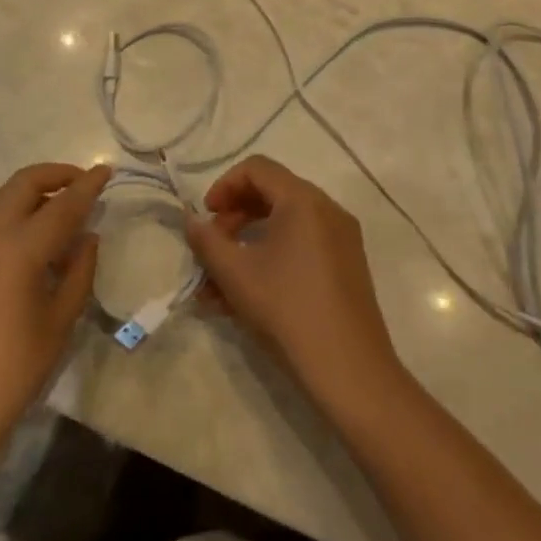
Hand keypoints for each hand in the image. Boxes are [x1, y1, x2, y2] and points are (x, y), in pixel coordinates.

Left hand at [0, 162, 108, 450]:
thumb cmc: (14, 369)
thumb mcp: (59, 321)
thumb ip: (78, 272)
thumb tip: (87, 237)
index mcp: (20, 248)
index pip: (62, 204)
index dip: (87, 185)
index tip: (107, 170)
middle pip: (24, 184)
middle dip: (56, 175)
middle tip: (84, 186)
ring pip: (5, 199)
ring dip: (36, 194)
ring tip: (65, 214)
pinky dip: (20, 215)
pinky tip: (38, 245)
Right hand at [186, 156, 403, 409]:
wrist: (350, 372)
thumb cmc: (287, 310)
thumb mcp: (235, 274)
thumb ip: (206, 240)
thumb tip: (191, 220)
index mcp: (303, 200)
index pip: (256, 168)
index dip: (224, 186)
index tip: (206, 217)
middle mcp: (327, 210)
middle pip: (271, 193)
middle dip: (234, 217)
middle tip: (212, 247)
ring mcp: (341, 240)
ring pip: (284, 226)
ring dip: (247, 245)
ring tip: (218, 284)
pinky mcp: (347, 267)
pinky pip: (301, 247)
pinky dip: (271, 259)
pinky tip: (245, 298)